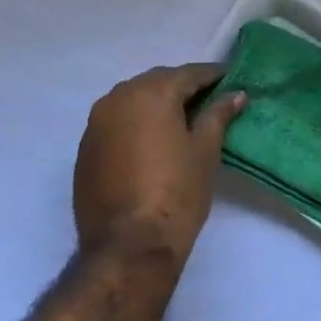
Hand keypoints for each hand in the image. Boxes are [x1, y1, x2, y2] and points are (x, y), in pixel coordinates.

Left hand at [73, 63, 246, 265]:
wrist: (128, 246)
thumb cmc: (177, 193)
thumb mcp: (205, 150)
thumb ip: (218, 115)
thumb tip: (235, 94)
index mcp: (151, 93)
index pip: (188, 74)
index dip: (212, 75)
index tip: (230, 79)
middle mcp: (118, 98)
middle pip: (157, 82)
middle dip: (182, 87)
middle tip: (209, 99)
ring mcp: (96, 124)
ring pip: (132, 101)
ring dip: (156, 104)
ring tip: (182, 120)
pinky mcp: (85, 149)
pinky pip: (116, 123)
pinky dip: (136, 124)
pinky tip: (152, 141)